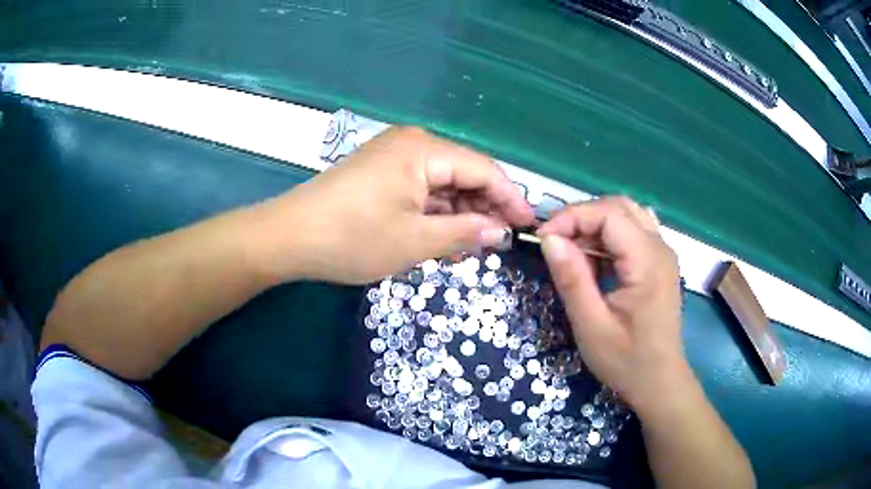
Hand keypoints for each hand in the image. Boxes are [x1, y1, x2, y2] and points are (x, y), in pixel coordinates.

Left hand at [265, 127, 534, 284]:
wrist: (288, 237)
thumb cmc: (352, 238)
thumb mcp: (415, 241)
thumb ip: (464, 233)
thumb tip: (500, 232)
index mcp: (423, 150)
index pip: (483, 169)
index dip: (510, 198)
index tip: (528, 226)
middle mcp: (411, 144)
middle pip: (463, 173)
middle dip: (484, 208)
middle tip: (500, 243)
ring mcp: (393, 157)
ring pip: (442, 184)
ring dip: (459, 214)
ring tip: (473, 246)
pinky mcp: (380, 173)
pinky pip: (421, 189)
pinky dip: (435, 213)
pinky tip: (444, 237)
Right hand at [537, 197, 690, 414]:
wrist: (660, 382)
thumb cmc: (626, 361)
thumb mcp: (591, 326)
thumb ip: (572, 279)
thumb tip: (549, 239)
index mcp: (648, 262)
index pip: (609, 214)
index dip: (572, 217)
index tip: (543, 239)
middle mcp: (660, 248)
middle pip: (619, 207)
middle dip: (582, 217)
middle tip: (554, 242)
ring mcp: (663, 253)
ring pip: (627, 214)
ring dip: (595, 223)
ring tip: (572, 249)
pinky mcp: (660, 262)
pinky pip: (633, 230)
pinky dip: (609, 235)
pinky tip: (595, 259)